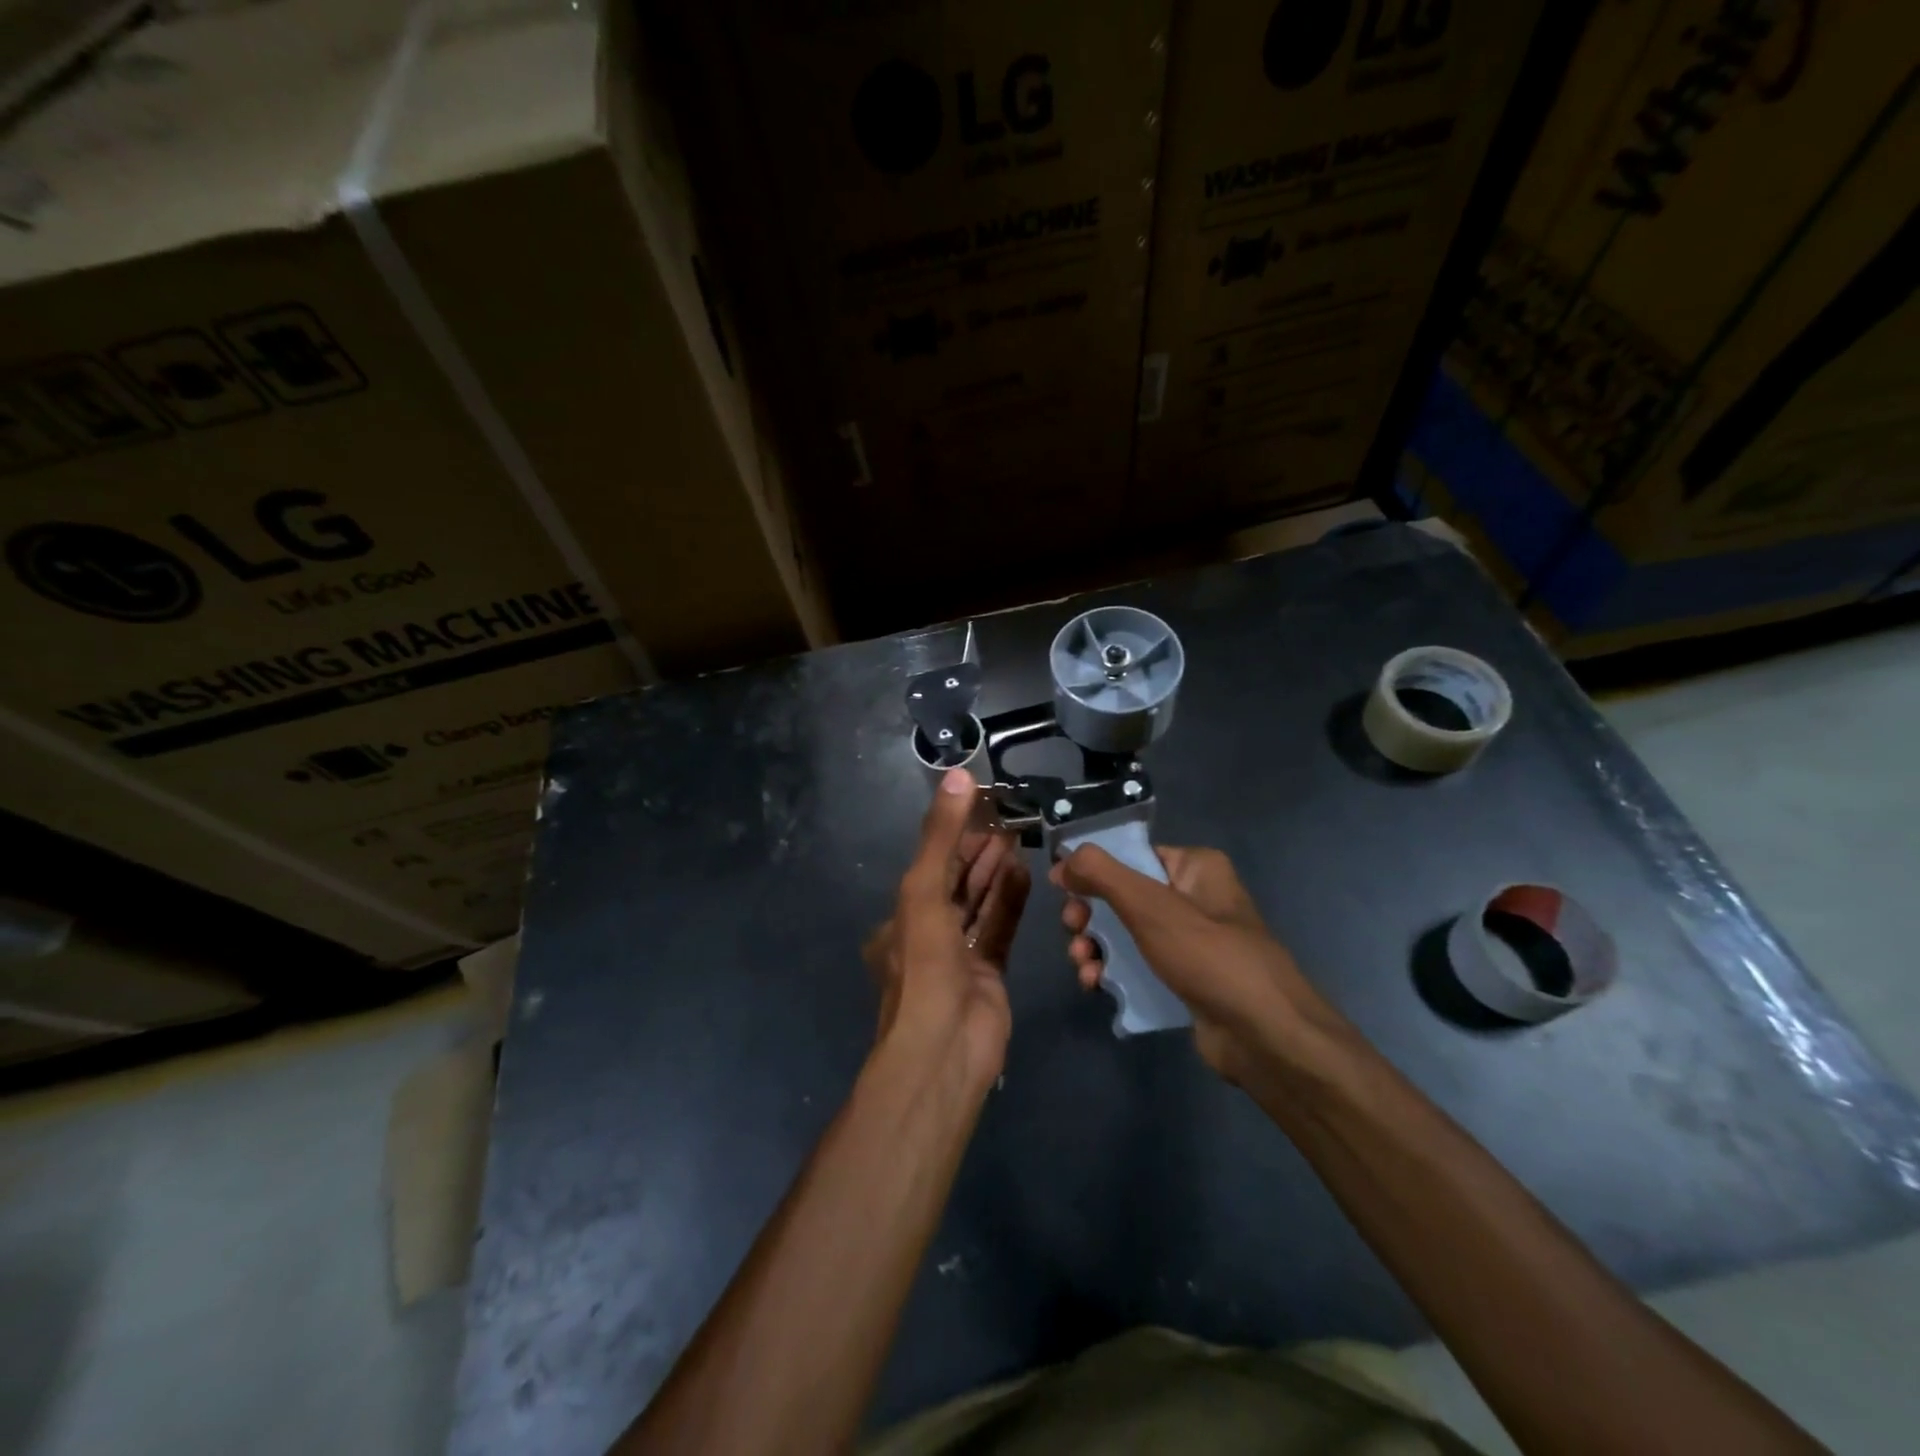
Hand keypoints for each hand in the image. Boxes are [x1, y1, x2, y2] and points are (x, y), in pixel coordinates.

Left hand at [865, 769, 1030, 1096]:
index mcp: (900, 918)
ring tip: (1020, 839)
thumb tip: (959, 776)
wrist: (944, 1048)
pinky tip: (1026, 874)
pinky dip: (1011, 902)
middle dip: (979, 852)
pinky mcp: (988, 974)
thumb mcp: (923, 890)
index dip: (955, 836)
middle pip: (956, 883)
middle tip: (1009, 820)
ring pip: (979, 904)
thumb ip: (941, 835)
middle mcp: (926, 934)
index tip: (981, 808)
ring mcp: (958, 956)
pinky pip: (999, 929)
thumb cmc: (924, 964)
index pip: (930, 865)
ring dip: (996, 873)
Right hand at [1052, 844, 1345, 1085]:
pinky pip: (1137, 965)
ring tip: (1084, 967)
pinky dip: (1113, 971)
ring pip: (1125, 933)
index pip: (1131, 854)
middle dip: (1089, 915)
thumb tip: (1063, 859)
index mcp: (1194, 867)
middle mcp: (1193, 897)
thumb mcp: (1151, 907)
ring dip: (1095, 947)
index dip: (1091, 869)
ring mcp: (1190, 941)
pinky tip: (1097, 985)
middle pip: (1122, 895)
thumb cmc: (1210, 957)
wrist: (1266, 1038)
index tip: (1061, 889)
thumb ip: (1102, 875)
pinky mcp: (1184, 978)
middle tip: (1073, 932)